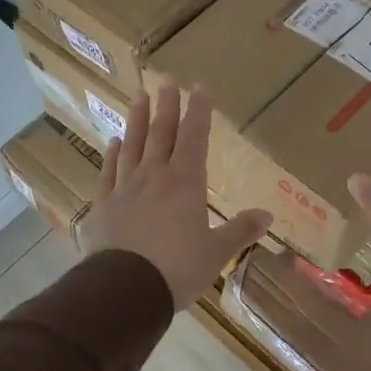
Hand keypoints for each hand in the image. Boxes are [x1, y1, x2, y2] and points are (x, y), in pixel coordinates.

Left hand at [78, 83, 272, 306]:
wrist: (124, 289)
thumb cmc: (178, 268)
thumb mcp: (216, 252)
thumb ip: (240, 230)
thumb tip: (268, 216)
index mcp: (186, 183)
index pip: (195, 138)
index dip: (198, 112)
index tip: (199, 87)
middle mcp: (155, 176)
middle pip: (162, 133)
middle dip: (167, 106)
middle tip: (167, 80)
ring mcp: (125, 188)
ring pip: (132, 145)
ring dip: (136, 120)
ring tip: (138, 96)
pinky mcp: (103, 205)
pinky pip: (108, 171)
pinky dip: (112, 154)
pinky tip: (113, 142)